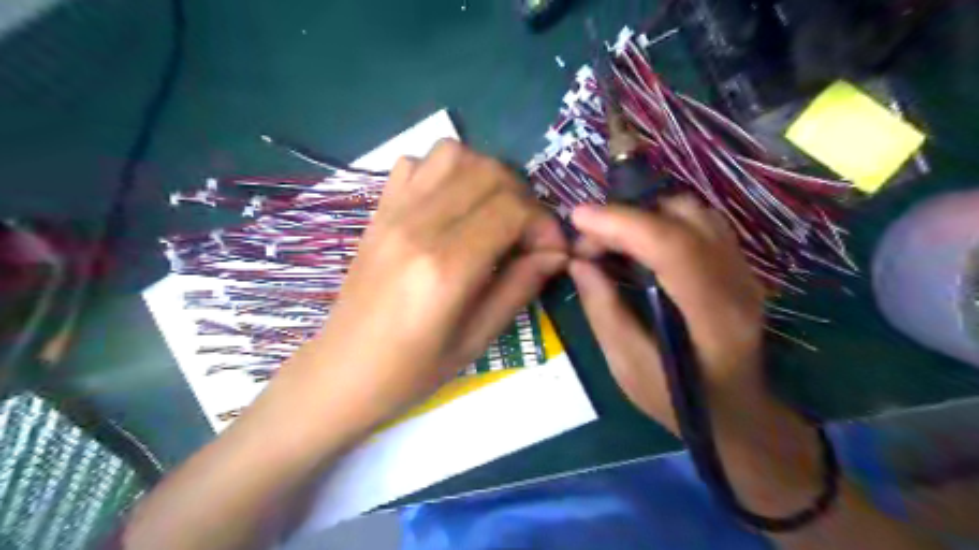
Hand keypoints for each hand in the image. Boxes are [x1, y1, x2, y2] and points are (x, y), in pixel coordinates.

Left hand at [286, 141, 565, 431]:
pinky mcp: (378, 211)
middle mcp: (418, 227)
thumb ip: (519, 288)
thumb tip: (556, 253)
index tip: (552, 249)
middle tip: (527, 233)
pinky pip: (416, 163)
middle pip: (488, 172)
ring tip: (494, 212)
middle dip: (523, 197)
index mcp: (445, 268)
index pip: (511, 210)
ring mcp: (392, 213)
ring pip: (453, 153)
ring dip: (487, 175)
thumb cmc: (412, 370)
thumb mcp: (476, 340)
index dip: (544, 223)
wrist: (343, 370)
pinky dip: (446, 171)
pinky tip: (453, 206)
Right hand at [571, 197, 769, 433]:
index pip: (672, 247)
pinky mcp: (739, 266)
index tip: (578, 218)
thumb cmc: (679, 401)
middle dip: (626, 218)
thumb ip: (604, 312)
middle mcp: (737, 282)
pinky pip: (700, 223)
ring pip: (694, 213)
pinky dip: (662, 221)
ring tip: (611, 239)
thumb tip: (578, 263)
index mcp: (713, 315)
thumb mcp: (629, 367)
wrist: (738, 414)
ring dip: (644, 215)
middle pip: (684, 218)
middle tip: (589, 241)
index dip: (621, 224)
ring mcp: (744, 270)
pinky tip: (640, 243)